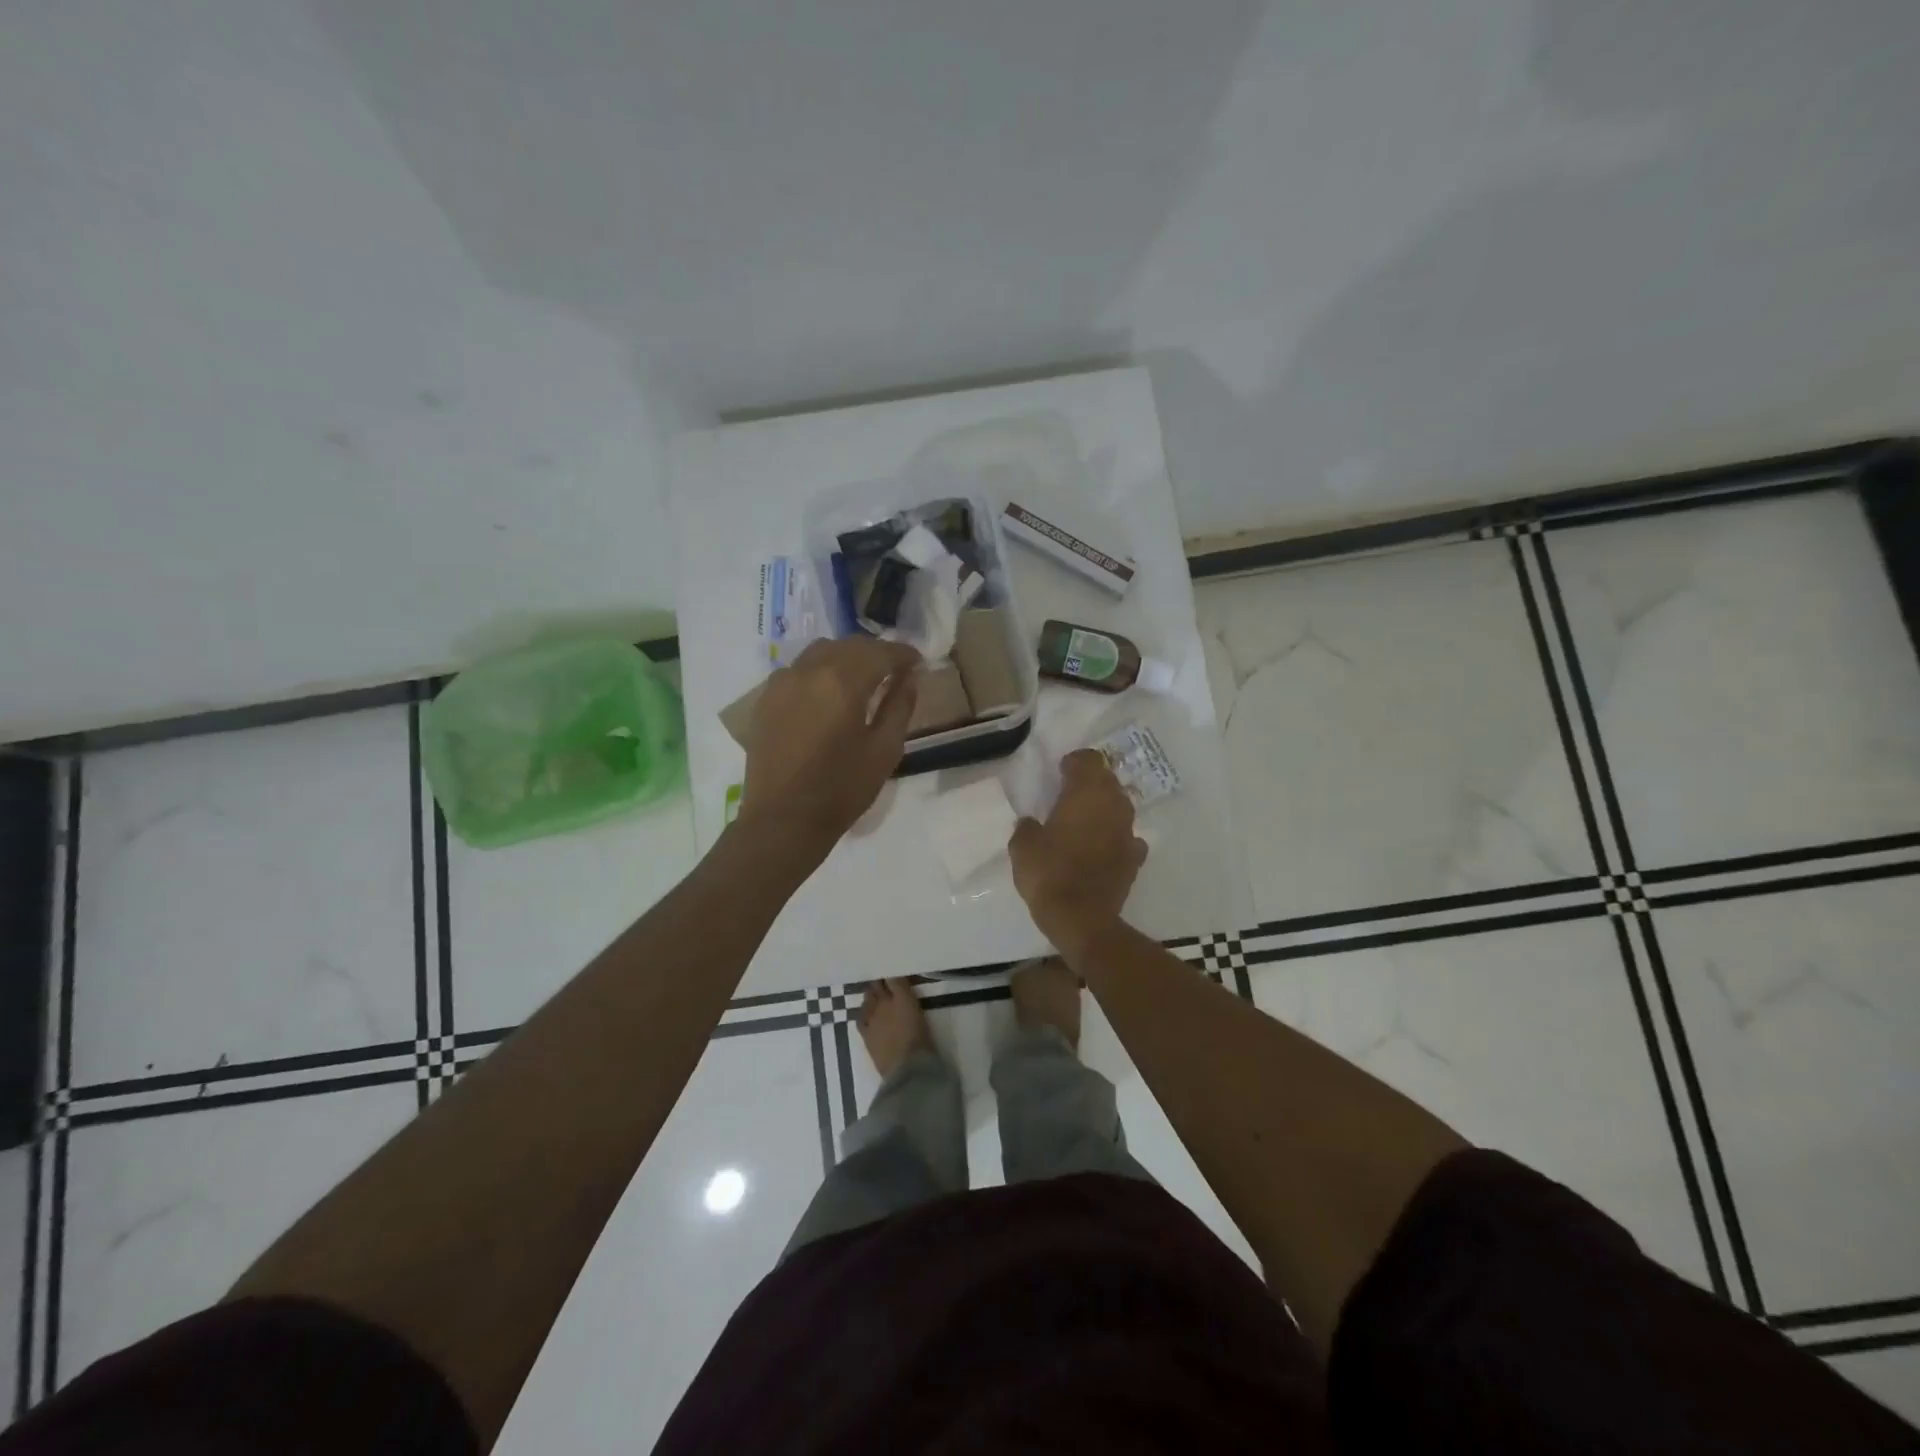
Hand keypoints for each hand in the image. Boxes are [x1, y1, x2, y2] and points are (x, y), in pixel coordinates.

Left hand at [737, 637, 920, 857]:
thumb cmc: (841, 790)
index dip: (903, 654)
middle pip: (850, 646)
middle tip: (895, 670)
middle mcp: (809, 671)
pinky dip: (820, 670)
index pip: (880, 653)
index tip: (918, 662)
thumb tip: (908, 678)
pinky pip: (799, 669)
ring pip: (821, 651)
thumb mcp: (884, 751)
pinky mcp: (766, 698)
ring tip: (862, 678)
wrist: (783, 820)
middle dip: (876, 653)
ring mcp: (782, 682)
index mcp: (843, 682)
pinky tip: (828, 693)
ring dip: (847, 657)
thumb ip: (899, 707)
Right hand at [1009, 749, 1147, 952]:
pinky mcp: (1135, 858)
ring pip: (1120, 807)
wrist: (1082, 919)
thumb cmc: (1049, 874)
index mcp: (1086, 794)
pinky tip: (1102, 847)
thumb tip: (1032, 823)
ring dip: (1104, 808)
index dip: (1075, 762)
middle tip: (1070, 793)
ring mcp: (1128, 832)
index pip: (1089, 760)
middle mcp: (1113, 806)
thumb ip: (1027, 827)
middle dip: (1091, 782)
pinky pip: (1127, 837)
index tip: (1061, 771)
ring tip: (1085, 819)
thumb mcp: (1022, 847)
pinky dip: (1115, 837)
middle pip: (1108, 780)